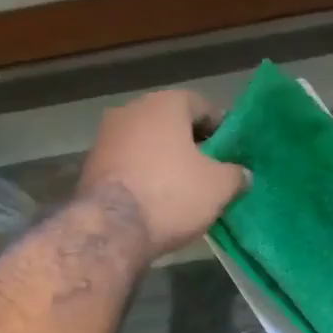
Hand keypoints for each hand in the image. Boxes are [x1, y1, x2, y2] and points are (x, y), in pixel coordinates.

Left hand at [77, 90, 250, 257]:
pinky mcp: (90, 165)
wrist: (112, 228)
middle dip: (190, 144)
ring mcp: (106, 136)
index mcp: (165, 104)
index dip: (220, 128)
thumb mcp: (219, 187)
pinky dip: (143, 174)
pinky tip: (155, 198)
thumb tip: (241, 174)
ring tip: (182, 187)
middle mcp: (131, 110)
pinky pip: (128, 163)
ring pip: (146, 143)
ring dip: (164, 160)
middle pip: (170, 123)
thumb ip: (236, 175)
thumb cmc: (172, 194)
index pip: (201, 106)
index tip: (231, 151)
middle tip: (209, 169)